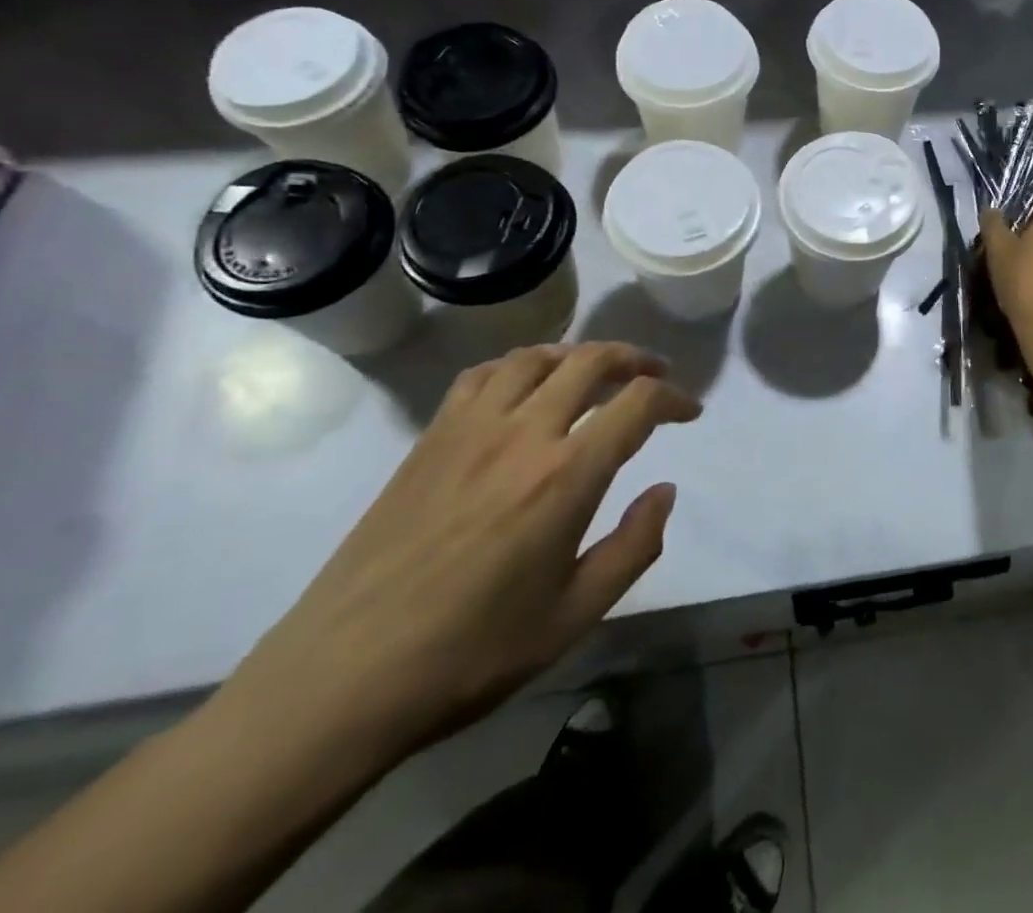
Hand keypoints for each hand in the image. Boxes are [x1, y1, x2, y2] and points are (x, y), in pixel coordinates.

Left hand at [220, 343, 697, 769]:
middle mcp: (523, 433)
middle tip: (654, 375)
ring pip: (536, 357)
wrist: (343, 678)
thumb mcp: (574, 616)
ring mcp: (470, 429)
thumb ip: (634, 546)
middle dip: (635, 359)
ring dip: (578, 354)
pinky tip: (525, 387)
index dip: (674, 398)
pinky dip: (519, 366)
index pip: (638, 404)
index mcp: (566, 475)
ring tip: (596, 371)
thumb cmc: (472, 654)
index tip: (689, 411)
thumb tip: (664, 490)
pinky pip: (483, 375)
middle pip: (591, 361)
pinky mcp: (430, 438)